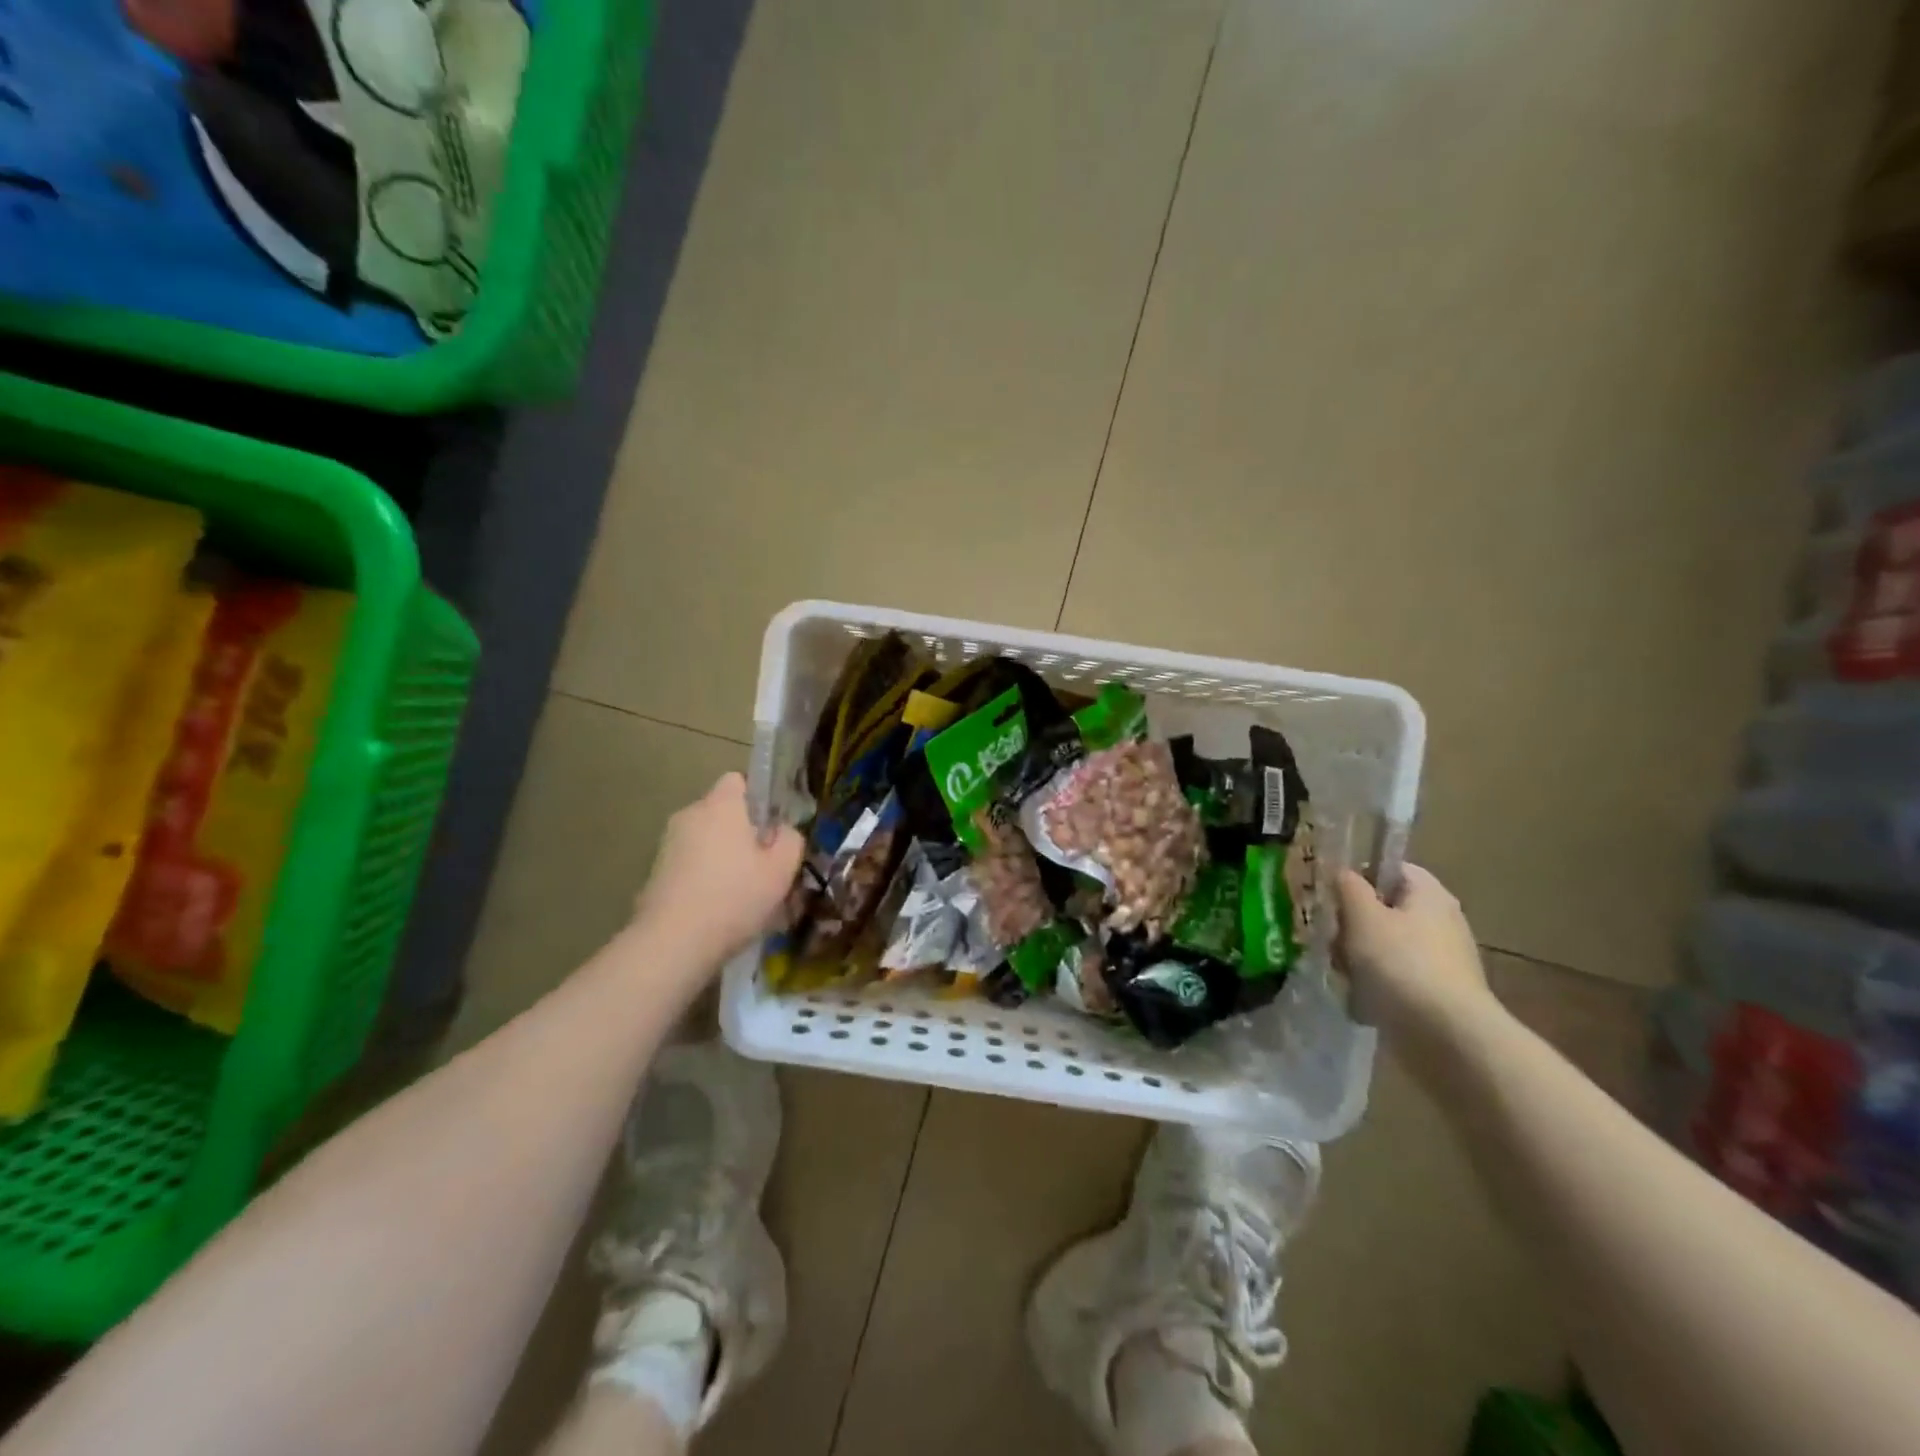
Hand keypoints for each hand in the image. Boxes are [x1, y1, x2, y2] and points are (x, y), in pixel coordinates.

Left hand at [632, 773, 804, 969]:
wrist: (672, 943)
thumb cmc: (734, 898)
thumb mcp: (782, 869)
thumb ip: (790, 839)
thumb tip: (783, 830)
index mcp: (721, 805)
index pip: (738, 779)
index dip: (758, 798)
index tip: (772, 827)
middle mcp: (690, 814)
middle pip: (721, 812)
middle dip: (741, 831)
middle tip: (763, 864)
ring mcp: (667, 843)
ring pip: (705, 839)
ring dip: (722, 856)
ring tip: (741, 892)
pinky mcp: (654, 872)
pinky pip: (689, 863)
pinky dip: (703, 877)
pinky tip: (716, 908)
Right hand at [1335, 865, 1494, 1042]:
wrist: (1447, 1036)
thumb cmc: (1401, 963)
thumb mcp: (1362, 916)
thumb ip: (1348, 887)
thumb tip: (1343, 872)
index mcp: (1429, 894)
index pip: (1390, 869)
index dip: (1359, 877)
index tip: (1333, 896)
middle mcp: (1441, 921)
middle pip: (1383, 910)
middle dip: (1353, 925)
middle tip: (1334, 941)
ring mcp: (1441, 960)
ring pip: (1384, 947)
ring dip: (1359, 959)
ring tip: (1344, 976)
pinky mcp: (1437, 994)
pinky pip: (1395, 979)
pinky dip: (1376, 988)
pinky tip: (1362, 1002)